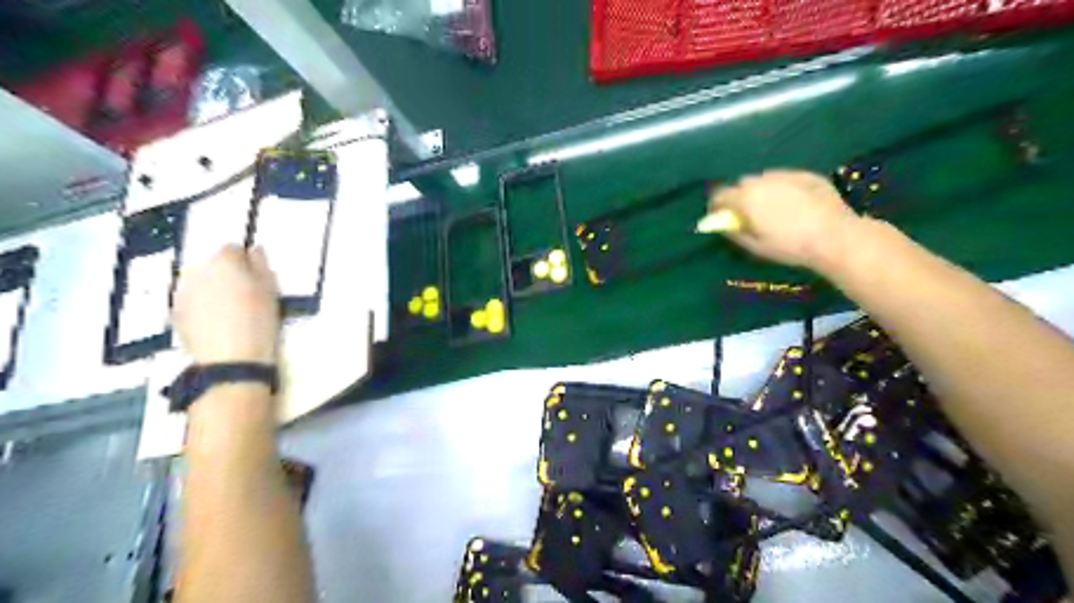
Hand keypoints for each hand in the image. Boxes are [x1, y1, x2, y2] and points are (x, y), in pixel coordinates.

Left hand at [174, 243, 279, 362]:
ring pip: (199, 280)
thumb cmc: (258, 321)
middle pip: (212, 263)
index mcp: (223, 262)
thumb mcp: (270, 290)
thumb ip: (261, 265)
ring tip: (230, 307)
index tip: (257, 275)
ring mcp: (181, 292)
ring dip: (212, 287)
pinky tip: (217, 319)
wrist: (231, 359)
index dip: (246, 260)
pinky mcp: (174, 312)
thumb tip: (254, 250)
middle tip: (245, 291)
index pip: (232, 248)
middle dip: (226, 272)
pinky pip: (191, 298)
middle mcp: (196, 271)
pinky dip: (202, 303)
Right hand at [712, 169, 867, 270]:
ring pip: (764, 179)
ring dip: (761, 190)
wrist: (835, 235)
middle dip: (740, 196)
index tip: (720, 217)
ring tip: (773, 207)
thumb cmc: (790, 246)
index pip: (720, 195)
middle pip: (742, 184)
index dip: (717, 206)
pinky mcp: (805, 174)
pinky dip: (782, 187)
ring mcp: (785, 175)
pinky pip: (785, 178)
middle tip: (749, 214)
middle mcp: (761, 181)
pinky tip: (794, 203)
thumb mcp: (756, 247)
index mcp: (746, 198)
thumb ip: (734, 233)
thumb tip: (723, 225)